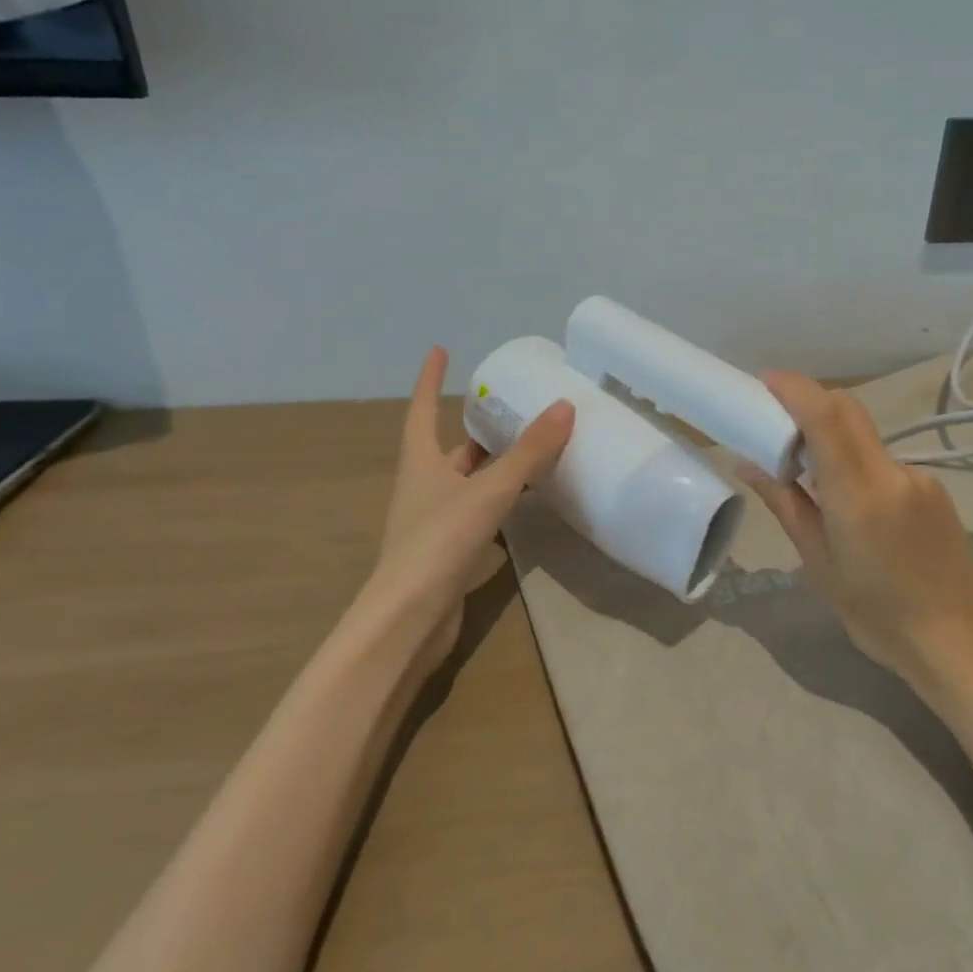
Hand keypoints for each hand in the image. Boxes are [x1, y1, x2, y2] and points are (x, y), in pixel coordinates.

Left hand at [366, 347, 574, 657]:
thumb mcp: (488, 491)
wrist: (408, 621)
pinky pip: (477, 516)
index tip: (438, 350)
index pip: (421, 410)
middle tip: (511, 411)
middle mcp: (422, 489)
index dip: (429, 380)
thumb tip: (564, 406)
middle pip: (450, 450)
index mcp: (421, 464)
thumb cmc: (439, 543)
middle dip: (477, 431)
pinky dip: (499, 506)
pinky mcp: (447, 554)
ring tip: (530, 454)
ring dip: (493, 469)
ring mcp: (432, 524)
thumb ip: (528, 452)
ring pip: (467, 485)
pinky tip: (524, 509)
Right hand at [737, 371, 972, 690]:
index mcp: (860, 494)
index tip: (763, 380)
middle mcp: (893, 473)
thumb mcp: (820, 564)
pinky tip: (849, 503)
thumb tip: (747, 465)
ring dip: (831, 436)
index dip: (794, 389)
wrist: (963, 645)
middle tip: (773, 421)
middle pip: (848, 410)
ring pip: (865, 435)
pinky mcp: (933, 489)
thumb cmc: (880, 616)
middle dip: (808, 401)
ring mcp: (919, 478)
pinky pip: (883, 459)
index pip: (826, 417)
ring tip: (806, 474)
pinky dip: (855, 461)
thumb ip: (786, 504)